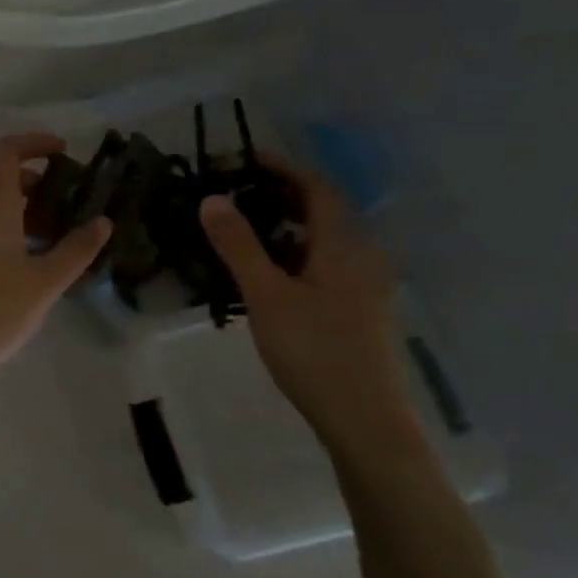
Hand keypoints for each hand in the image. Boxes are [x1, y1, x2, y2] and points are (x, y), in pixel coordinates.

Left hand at [0, 133, 110, 392]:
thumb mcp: (44, 283)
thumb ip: (76, 249)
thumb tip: (103, 222)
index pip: (7, 151)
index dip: (34, 143)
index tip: (63, 152)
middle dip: (28, 174)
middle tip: (62, 196)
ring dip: (12, 198)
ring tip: (45, 227)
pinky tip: (15, 249)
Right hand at [199, 157, 413, 448]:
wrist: (364, 418)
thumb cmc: (313, 350)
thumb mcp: (266, 295)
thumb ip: (239, 245)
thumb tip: (212, 199)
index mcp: (344, 245)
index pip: (316, 188)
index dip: (283, 168)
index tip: (245, 159)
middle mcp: (362, 256)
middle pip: (324, 210)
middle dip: (282, 195)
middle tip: (237, 192)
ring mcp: (365, 285)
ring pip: (324, 240)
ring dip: (287, 225)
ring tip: (244, 229)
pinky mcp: (360, 309)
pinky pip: (326, 263)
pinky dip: (296, 253)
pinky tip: (270, 273)